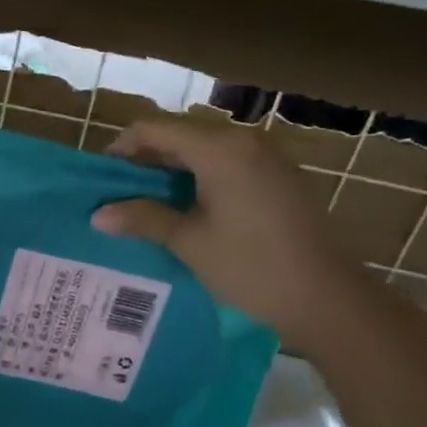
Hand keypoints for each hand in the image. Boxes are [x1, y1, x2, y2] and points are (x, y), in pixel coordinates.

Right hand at [91, 116, 379, 354]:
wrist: (328, 298)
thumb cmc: (251, 266)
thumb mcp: (190, 242)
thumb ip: (143, 218)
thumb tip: (98, 214)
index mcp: (219, 149)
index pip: (154, 128)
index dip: (122, 147)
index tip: (103, 177)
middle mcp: (244, 140)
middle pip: (180, 134)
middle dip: (146, 158)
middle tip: (122, 193)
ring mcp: (267, 157)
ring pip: (204, 148)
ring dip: (173, 168)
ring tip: (150, 202)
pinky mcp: (279, 176)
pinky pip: (228, 163)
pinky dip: (200, 176)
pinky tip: (190, 208)